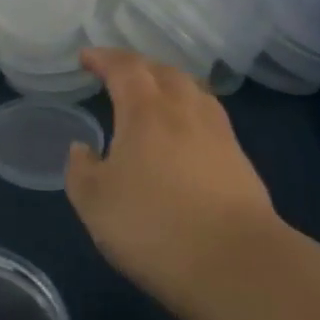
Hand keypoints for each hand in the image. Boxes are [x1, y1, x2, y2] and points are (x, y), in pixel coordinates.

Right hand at [67, 48, 279, 313]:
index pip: (123, 68)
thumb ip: (81, 170)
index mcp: (145, 110)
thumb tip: (82, 148)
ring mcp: (217, 131)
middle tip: (117, 74)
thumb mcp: (95, 203)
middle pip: (161, 71)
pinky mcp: (239, 158)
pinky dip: (188, 109)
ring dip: (167, 83)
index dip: (103, 58)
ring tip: (153, 94)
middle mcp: (184, 109)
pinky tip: (184, 131)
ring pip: (190, 89)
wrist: (236, 263)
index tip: (86, 57)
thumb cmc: (154, 226)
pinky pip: (208, 115)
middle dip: (136, 66)